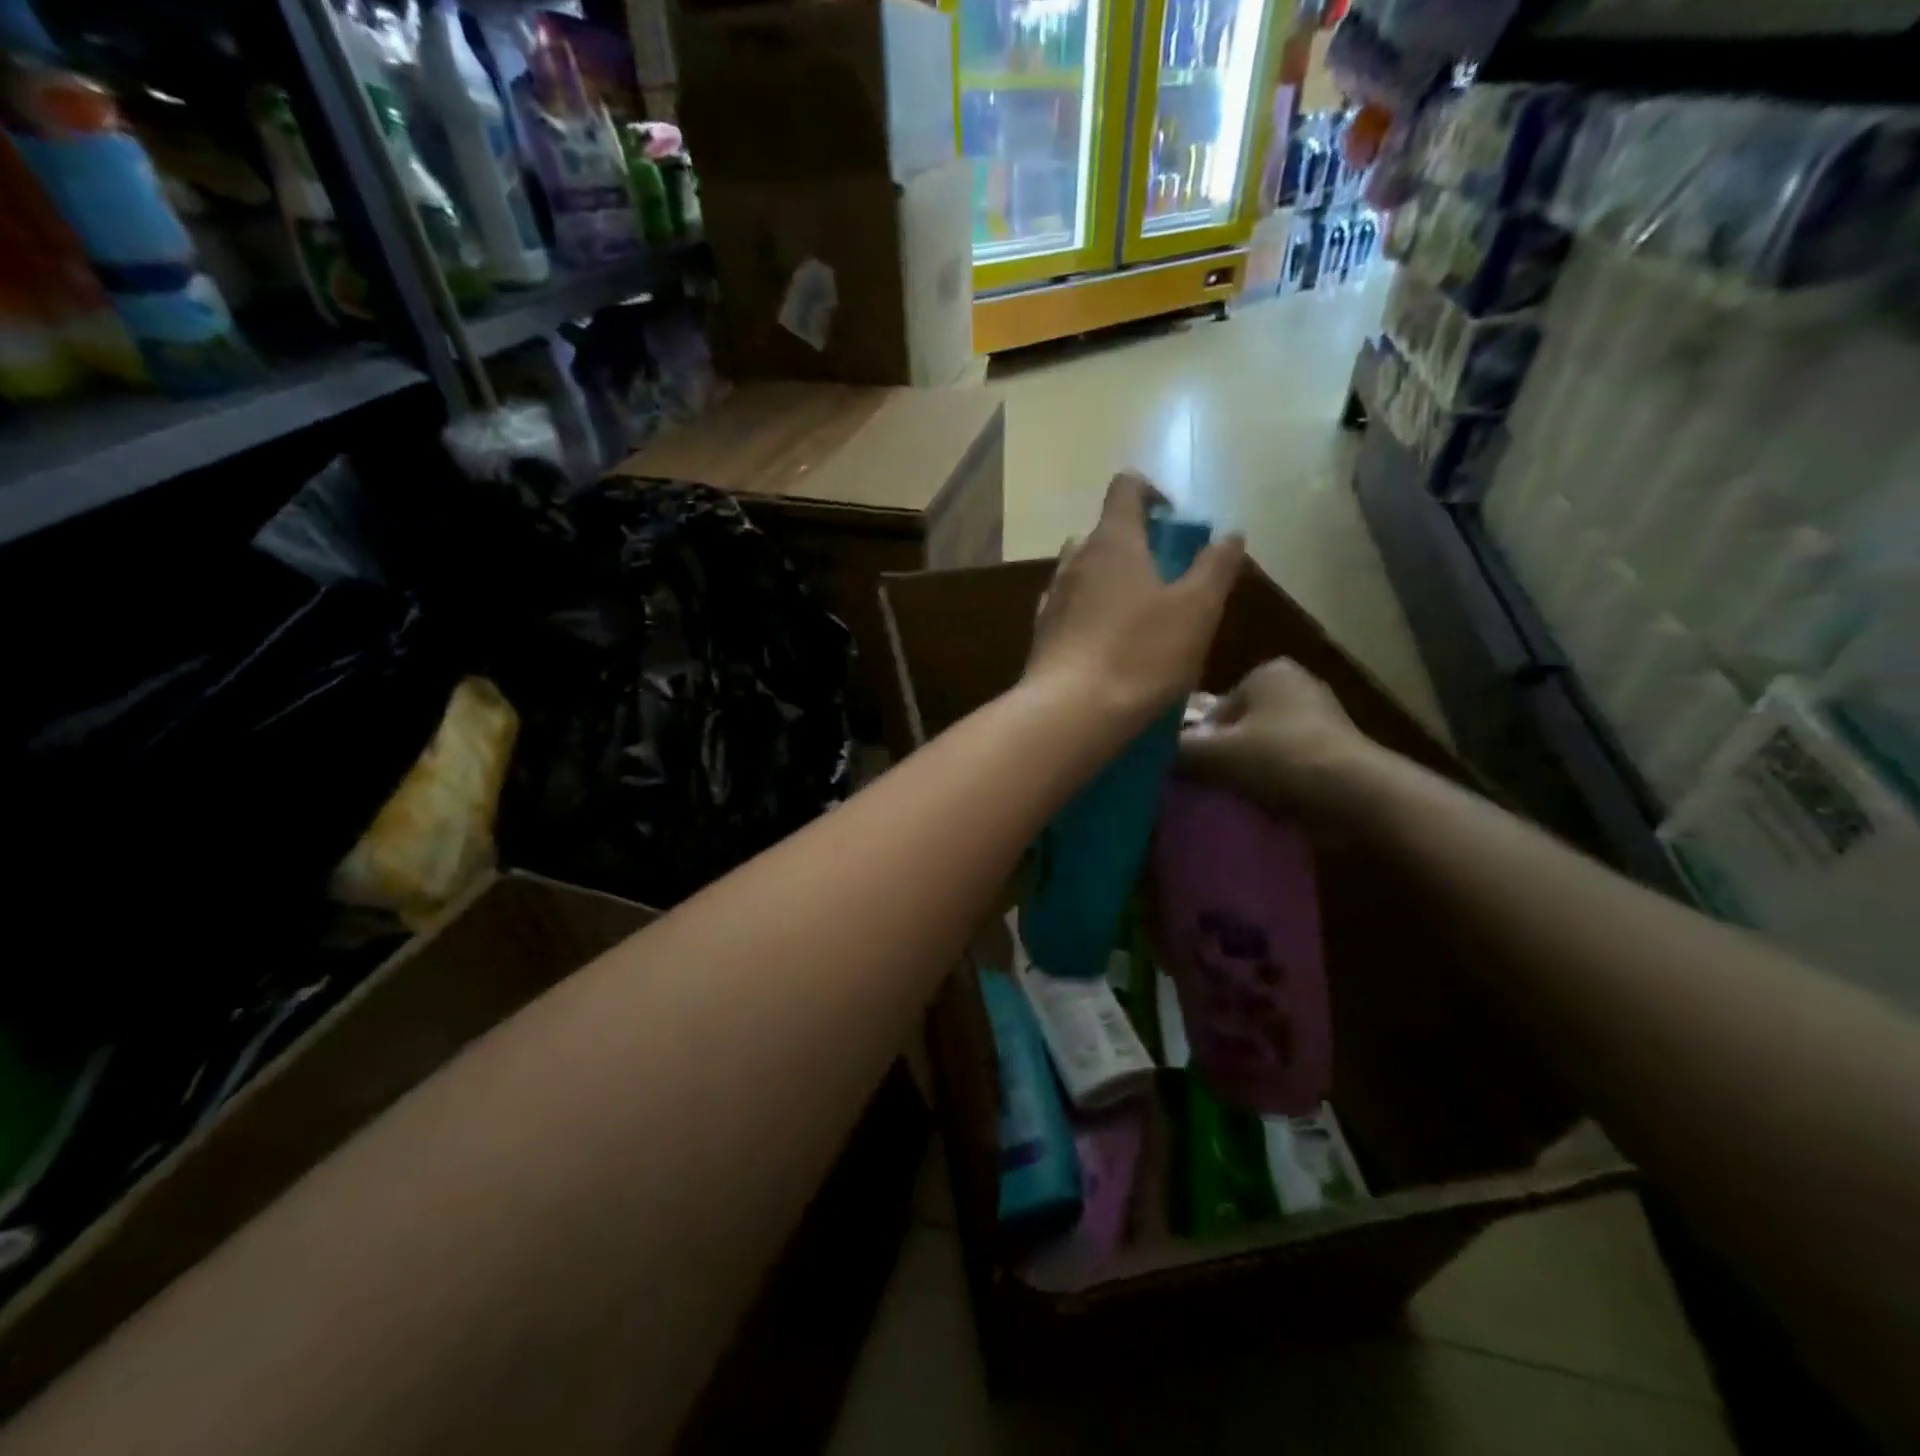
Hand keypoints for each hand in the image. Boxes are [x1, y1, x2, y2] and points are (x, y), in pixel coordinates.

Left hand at [1024, 472, 1243, 737]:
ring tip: (1140, 616)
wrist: (1070, 712)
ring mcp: (1052, 598)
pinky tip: (1109, 646)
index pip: (1126, 488)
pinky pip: (1070, 610)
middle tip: (1165, 578)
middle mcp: (1074, 560)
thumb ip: (1216, 566)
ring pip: (1083, 572)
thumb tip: (1229, 535)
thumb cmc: (1140, 654)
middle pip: (1103, 532)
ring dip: (1110, 582)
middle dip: (1134, 545)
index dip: (1153, 493)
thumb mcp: (1197, 610)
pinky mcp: (1041, 635)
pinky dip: (1090, 614)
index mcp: (1112, 541)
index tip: (1176, 523)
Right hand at [1178, 658, 1377, 821]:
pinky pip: (1291, 764)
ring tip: (1240, 798)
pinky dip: (1278, 781)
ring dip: (1251, 770)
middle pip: (1240, 726)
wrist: (1354, 795)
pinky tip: (1269, 805)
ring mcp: (1323, 717)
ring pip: (1265, 747)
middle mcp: (1298, 684)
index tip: (1196, 769)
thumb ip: (1178, 750)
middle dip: (1226, 754)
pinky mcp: (1339, 750)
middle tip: (1213, 785)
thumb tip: (1151, 755)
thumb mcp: (1214, 754)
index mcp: (1268, 671)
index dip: (1200, 740)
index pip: (1215, 706)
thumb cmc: (1279, 759)